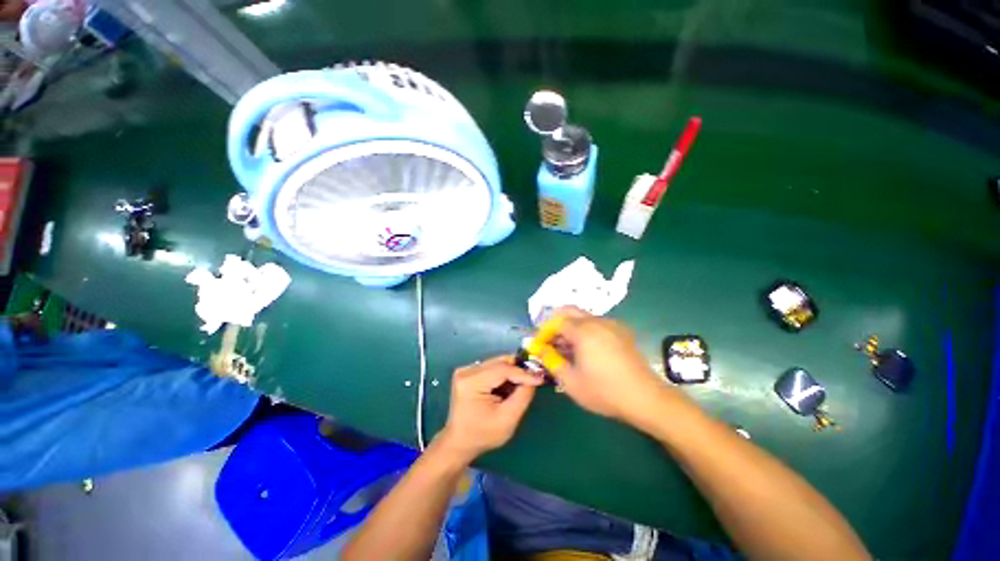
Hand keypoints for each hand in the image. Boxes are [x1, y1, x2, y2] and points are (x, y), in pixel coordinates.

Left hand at [435, 356, 541, 463]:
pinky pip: (492, 367)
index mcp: (471, 382)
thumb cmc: (483, 434)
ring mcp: (466, 370)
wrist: (459, 441)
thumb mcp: (507, 420)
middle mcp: (466, 371)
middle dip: (518, 371)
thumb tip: (533, 379)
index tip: (540, 378)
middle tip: (533, 380)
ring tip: (519, 387)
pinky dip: (503, 375)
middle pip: (499, 362)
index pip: (502, 369)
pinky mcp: (468, 372)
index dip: (523, 373)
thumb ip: (522, 397)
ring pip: (497, 363)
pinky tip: (506, 388)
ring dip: (511, 373)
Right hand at [551, 307, 674, 424]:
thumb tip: (538, 348)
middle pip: (570, 311)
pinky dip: (586, 330)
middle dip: (556, 324)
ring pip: (583, 317)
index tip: (540, 345)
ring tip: (568, 349)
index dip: (544, 332)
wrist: (646, 398)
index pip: (556, 321)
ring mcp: (612, 324)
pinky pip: (597, 323)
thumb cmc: (604, 391)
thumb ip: (551, 360)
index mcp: (583, 331)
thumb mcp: (570, 381)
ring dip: (571, 327)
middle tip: (552, 342)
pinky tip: (588, 350)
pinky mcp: (622, 331)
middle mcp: (597, 321)